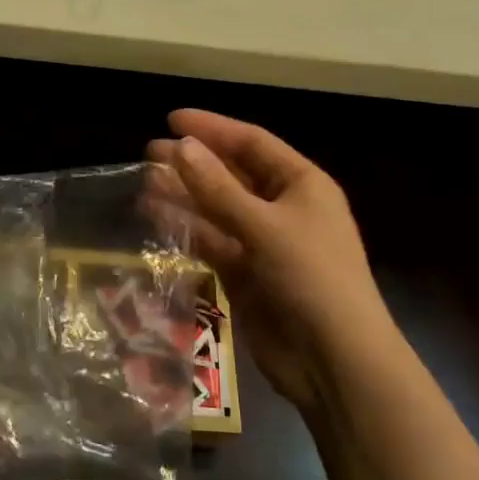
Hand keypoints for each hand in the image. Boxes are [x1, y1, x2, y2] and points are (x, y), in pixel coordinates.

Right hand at [148, 109, 393, 413]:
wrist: (333, 360)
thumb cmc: (310, 278)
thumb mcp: (264, 226)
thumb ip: (218, 188)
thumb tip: (180, 147)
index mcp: (302, 184)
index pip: (251, 142)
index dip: (211, 128)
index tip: (171, 119)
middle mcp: (283, 208)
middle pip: (231, 174)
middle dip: (192, 162)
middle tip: (149, 152)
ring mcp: (263, 243)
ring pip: (216, 209)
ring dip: (184, 195)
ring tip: (145, 182)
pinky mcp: (246, 274)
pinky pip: (211, 242)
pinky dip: (186, 229)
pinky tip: (156, 217)